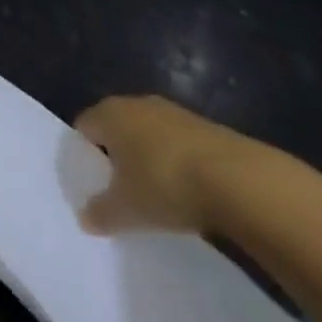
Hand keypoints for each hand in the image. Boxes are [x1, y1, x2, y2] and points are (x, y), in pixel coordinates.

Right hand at [73, 95, 255, 235]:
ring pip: (148, 134)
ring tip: (154, 193)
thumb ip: (101, 213)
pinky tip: (186, 190)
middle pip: (116, 127)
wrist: (238, 179)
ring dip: (147, 158)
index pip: (84, 127)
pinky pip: (176, 143)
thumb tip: (84, 218)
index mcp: (109, 113)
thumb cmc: (165, 185)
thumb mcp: (127, 209)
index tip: (92, 183)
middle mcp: (136, 103)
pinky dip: (175, 162)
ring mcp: (172, 112)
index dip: (83, 154)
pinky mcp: (204, 126)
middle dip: (116, 155)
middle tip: (119, 190)